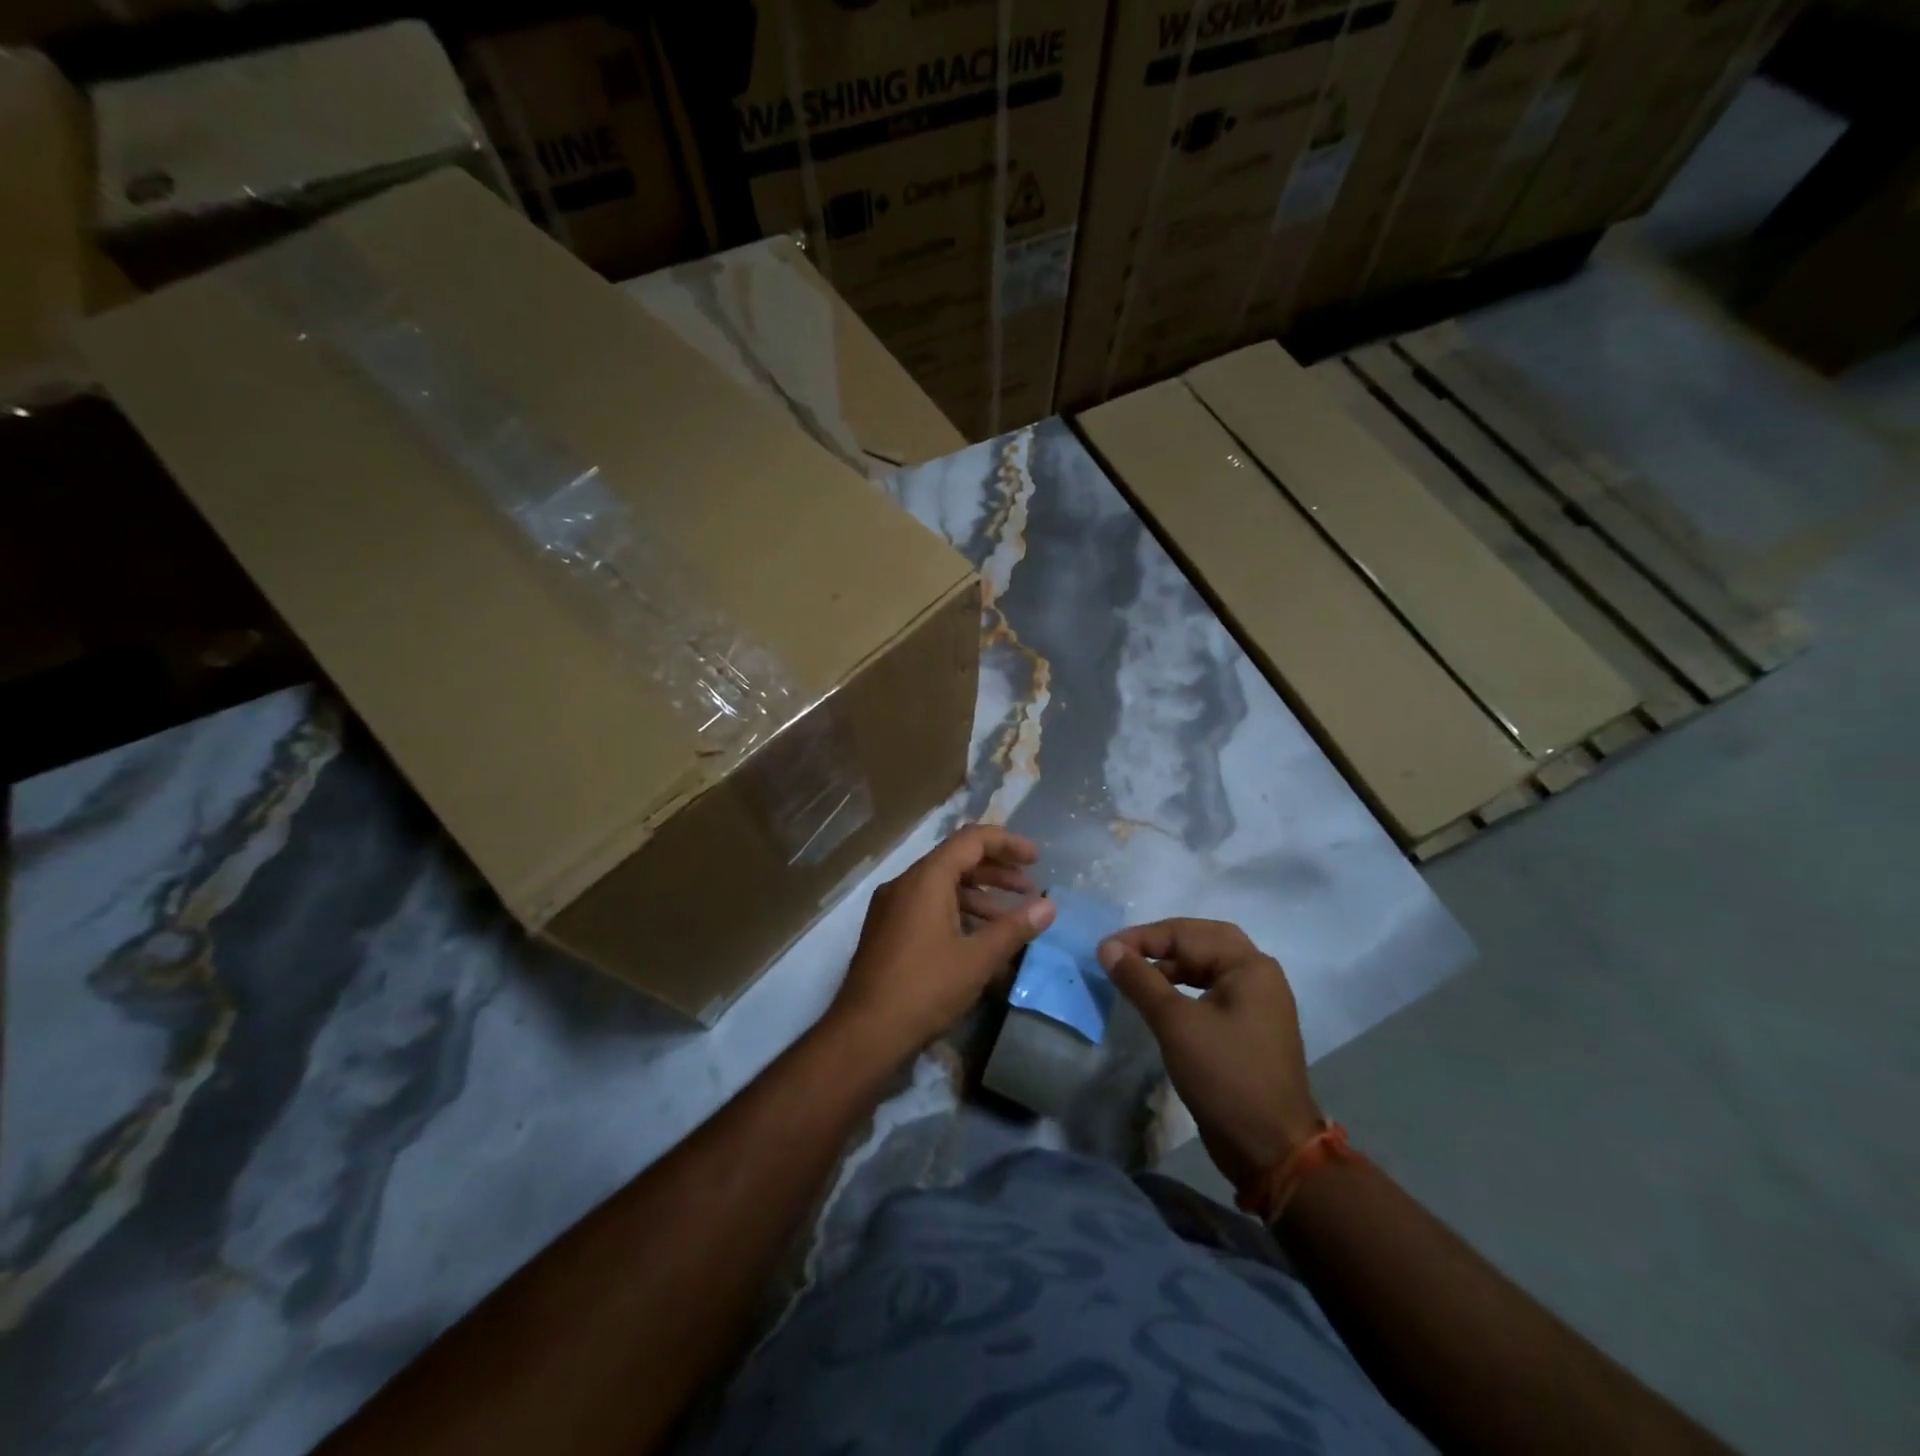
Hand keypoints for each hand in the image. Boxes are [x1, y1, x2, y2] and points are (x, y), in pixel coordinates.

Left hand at [831, 826, 1056, 1057]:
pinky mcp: (886, 931)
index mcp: (926, 878)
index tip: (1037, 859)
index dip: (1007, 843)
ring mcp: (891, 907)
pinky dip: (957, 913)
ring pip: (942, 887)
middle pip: (957, 860)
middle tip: (1029, 890)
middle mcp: (905, 883)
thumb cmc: (925, 988)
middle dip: (997, 872)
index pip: (971, 840)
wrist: (865, 1032)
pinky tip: (980, 941)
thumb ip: (1015, 928)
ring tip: (1011, 919)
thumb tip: (1049, 906)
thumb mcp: (977, 959)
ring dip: (979, 896)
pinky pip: (927, 907)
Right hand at [1100, 920, 1321, 1193]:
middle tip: (1124, 952)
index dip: (1142, 938)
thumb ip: (1140, 980)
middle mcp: (1259, 974)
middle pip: (1202, 941)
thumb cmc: (1225, 1077)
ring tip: (1136, 976)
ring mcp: (1259, 1002)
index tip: (1104, 950)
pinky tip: (1161, 1001)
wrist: (1272, 1150)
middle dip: (1161, 943)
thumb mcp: (1175, 1024)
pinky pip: (1212, 990)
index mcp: (1249, 965)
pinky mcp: (1251, 1027)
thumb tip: (1107, 948)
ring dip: (1171, 965)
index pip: (1187, 934)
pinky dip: (1184, 987)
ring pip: (1207, 966)